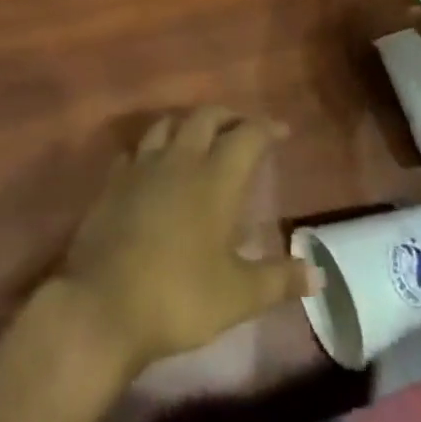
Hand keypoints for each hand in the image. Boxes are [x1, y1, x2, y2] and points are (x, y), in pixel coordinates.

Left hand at [56, 107, 316, 376]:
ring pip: (167, 125)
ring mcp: (141, 167)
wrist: (103, 304)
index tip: (282, 131)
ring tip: (200, 138)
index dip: (267, 128)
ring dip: (188, 124)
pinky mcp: (113, 182)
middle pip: (205, 117)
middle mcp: (180, 160)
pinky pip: (136, 151)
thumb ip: (279, 279)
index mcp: (215, 178)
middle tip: (243, 128)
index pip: (247, 136)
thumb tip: (318, 274)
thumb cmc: (179, 297)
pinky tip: (154, 167)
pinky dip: (152, 150)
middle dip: (228, 117)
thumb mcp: (239, 296)